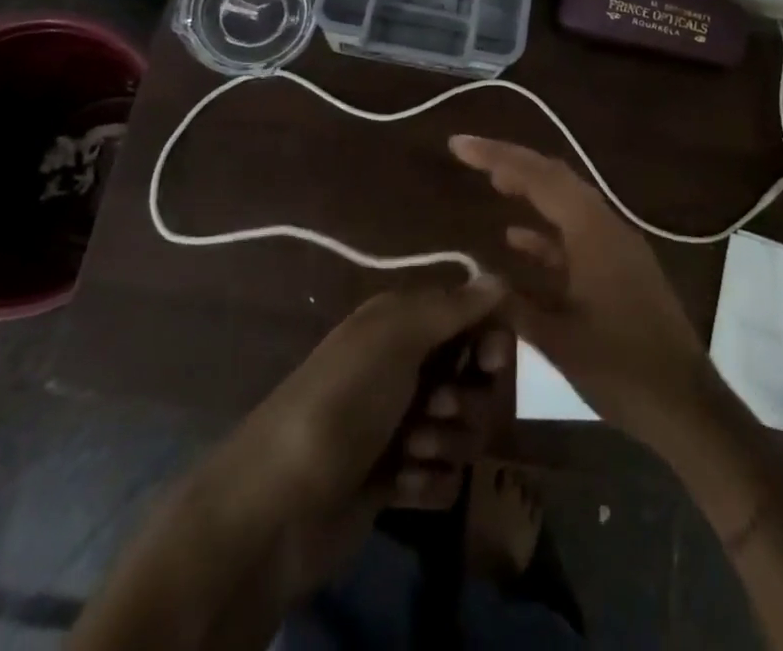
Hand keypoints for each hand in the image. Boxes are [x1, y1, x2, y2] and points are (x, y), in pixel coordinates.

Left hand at [241, 277, 512, 518]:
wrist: (281, 504)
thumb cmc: (343, 400)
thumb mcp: (396, 336)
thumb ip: (453, 307)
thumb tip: (501, 278)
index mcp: (404, 324)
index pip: (472, 318)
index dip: (491, 337)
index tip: (491, 360)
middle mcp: (409, 368)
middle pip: (477, 379)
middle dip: (467, 399)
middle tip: (436, 407)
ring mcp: (405, 427)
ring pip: (467, 430)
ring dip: (446, 441)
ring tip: (409, 452)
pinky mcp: (401, 480)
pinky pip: (447, 478)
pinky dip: (429, 482)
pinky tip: (399, 485)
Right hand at [450, 135, 715, 446]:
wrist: (686, 406)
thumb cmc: (621, 369)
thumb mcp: (558, 340)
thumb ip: (514, 304)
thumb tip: (479, 278)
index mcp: (593, 231)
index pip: (538, 176)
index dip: (496, 156)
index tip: (460, 145)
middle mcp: (606, 227)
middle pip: (554, 179)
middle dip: (512, 163)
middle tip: (471, 155)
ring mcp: (616, 247)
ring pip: (565, 204)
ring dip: (529, 191)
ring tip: (492, 182)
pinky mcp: (620, 269)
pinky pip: (576, 236)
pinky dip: (545, 232)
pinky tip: (516, 239)